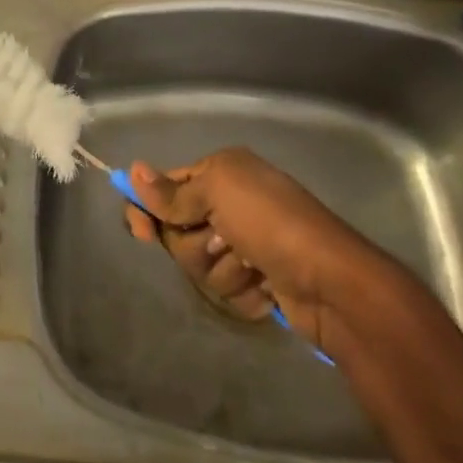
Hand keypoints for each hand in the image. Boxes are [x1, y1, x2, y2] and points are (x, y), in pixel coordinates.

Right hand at [125, 147, 381, 347]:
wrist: (330, 281)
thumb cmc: (271, 223)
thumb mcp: (218, 192)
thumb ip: (172, 192)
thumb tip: (132, 171)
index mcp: (221, 174)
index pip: (165, 188)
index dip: (147, 209)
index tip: (140, 232)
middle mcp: (230, 204)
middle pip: (177, 232)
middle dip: (195, 244)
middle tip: (223, 240)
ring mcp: (244, 244)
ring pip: (199, 265)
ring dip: (223, 270)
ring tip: (253, 265)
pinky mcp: (256, 280)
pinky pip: (225, 290)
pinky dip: (243, 291)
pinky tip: (266, 286)